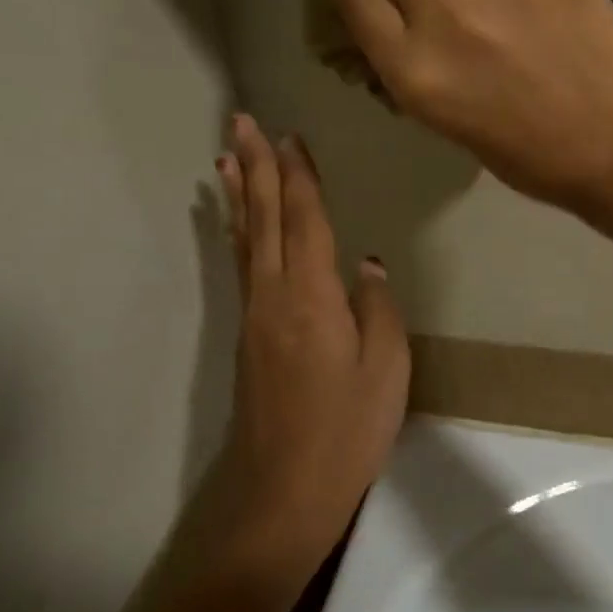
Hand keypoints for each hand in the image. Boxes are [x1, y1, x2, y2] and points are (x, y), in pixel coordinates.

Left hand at [210, 115, 409, 577]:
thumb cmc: (346, 430)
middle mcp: (274, 294)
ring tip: (226, 156)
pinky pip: (242, 264)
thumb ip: (378, 308)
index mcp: (311, 295)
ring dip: (239, 192)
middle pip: (265, 217)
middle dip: (255, 166)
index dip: (298, 175)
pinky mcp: (249, 335)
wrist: (282, 490)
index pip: (305, 219)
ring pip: (246, 238)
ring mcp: (255, 315)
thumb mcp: (386, 369)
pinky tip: (234, 223)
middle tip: (241, 121)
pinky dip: (236, 232)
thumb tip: (367, 263)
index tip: (290, 135)